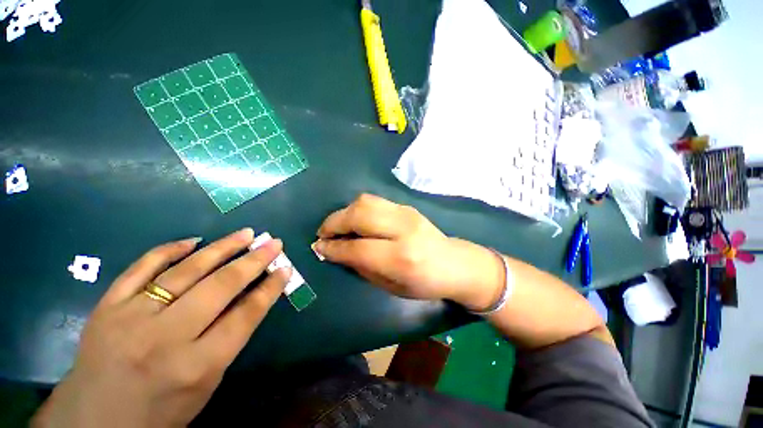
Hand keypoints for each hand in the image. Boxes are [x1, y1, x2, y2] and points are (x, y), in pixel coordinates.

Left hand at [32, 229, 289, 427]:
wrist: (95, 421)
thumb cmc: (161, 410)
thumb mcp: (207, 382)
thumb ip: (231, 335)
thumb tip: (255, 294)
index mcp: (196, 365)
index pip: (245, 315)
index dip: (270, 288)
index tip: (285, 268)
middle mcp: (165, 338)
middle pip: (220, 287)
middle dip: (254, 261)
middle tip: (274, 243)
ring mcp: (131, 318)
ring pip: (186, 271)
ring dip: (222, 248)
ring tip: (246, 233)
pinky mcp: (108, 306)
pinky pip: (142, 268)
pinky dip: (169, 250)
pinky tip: (193, 241)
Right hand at [314, 194, 504, 310]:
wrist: (455, 264)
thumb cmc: (424, 283)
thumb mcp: (391, 286)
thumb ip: (361, 266)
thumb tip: (335, 252)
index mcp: (400, 258)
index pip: (357, 247)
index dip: (333, 247)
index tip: (318, 247)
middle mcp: (403, 230)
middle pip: (359, 215)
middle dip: (334, 223)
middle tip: (323, 233)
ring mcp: (406, 213)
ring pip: (365, 202)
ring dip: (344, 212)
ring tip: (337, 225)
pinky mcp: (406, 206)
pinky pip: (374, 201)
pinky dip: (358, 208)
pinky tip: (355, 220)